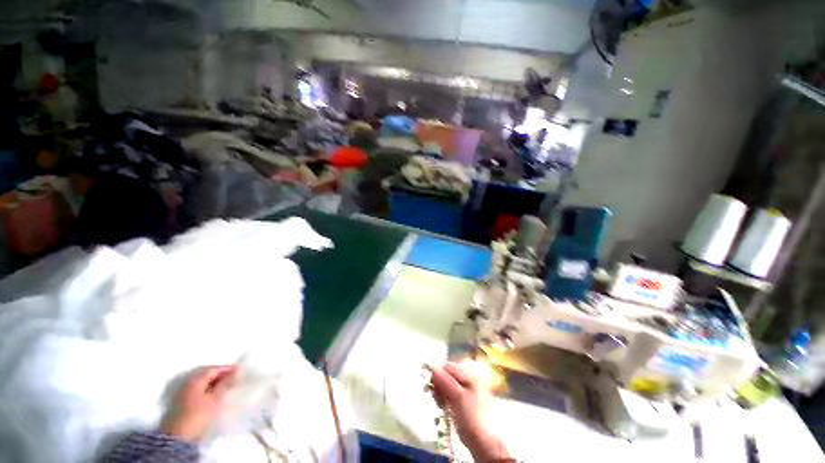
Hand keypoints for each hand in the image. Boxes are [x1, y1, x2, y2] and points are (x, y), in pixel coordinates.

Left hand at [161, 365, 236, 441]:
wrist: (177, 436)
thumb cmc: (198, 414)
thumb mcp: (215, 399)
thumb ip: (225, 384)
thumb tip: (236, 371)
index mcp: (196, 379)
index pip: (214, 368)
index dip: (227, 368)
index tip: (239, 370)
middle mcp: (188, 382)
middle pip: (207, 374)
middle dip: (220, 375)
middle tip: (233, 378)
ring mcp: (183, 392)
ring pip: (202, 383)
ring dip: (214, 383)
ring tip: (225, 387)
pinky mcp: (181, 402)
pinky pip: (198, 390)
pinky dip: (207, 390)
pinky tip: (213, 395)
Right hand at [429, 362, 509, 462]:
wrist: (483, 442)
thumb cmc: (471, 416)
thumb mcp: (457, 397)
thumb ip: (445, 381)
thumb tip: (432, 366)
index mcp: (468, 375)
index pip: (447, 367)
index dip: (437, 374)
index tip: (432, 386)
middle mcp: (467, 379)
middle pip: (446, 375)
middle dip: (439, 385)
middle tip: (437, 397)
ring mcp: (465, 391)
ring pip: (446, 386)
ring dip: (440, 394)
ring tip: (441, 405)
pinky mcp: (462, 402)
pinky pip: (448, 395)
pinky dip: (444, 400)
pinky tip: (443, 408)